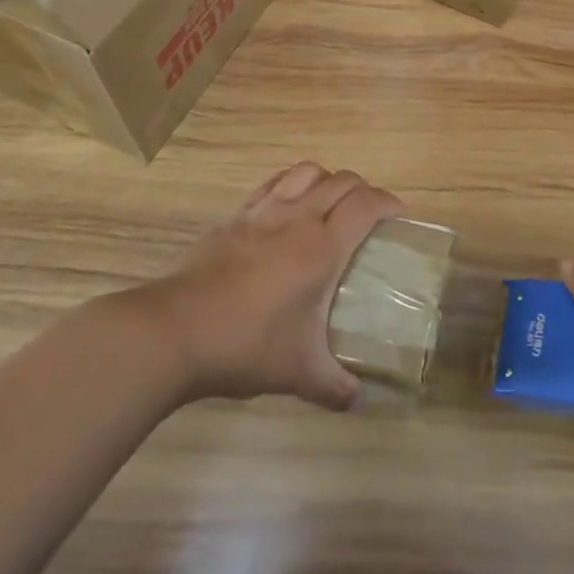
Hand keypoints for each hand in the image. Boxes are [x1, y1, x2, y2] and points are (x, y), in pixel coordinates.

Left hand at [146, 163, 401, 409]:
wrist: (174, 332)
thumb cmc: (245, 346)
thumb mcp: (298, 374)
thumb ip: (335, 387)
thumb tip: (360, 401)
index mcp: (322, 247)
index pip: (366, 204)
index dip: (388, 203)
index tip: (399, 217)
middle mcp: (298, 218)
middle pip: (342, 180)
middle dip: (363, 190)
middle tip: (368, 217)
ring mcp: (263, 212)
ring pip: (306, 171)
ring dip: (327, 180)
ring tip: (329, 204)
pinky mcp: (235, 217)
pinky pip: (273, 184)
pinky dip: (291, 185)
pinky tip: (287, 210)